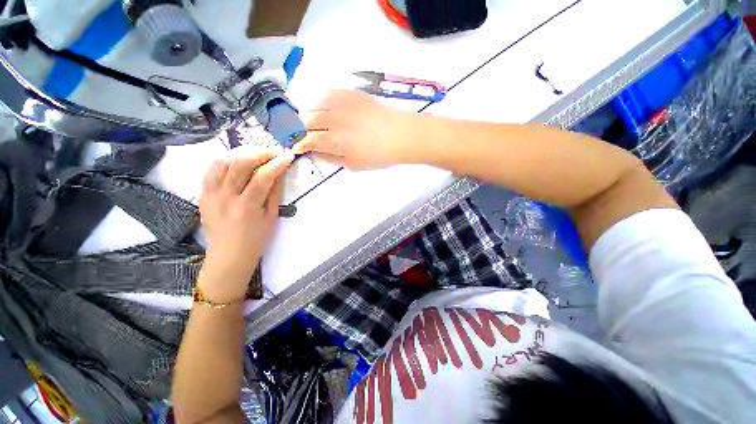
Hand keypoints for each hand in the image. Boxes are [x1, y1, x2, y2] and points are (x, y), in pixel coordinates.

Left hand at [198, 149, 293, 301]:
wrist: (228, 256)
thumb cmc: (255, 240)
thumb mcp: (272, 218)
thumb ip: (275, 192)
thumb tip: (280, 172)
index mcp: (246, 207)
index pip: (263, 177)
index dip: (277, 163)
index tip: (288, 156)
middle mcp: (225, 197)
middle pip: (240, 163)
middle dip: (260, 153)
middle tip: (274, 153)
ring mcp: (210, 194)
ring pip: (223, 161)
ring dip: (242, 153)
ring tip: (257, 155)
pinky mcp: (202, 193)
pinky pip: (211, 169)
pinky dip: (226, 160)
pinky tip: (238, 161)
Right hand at [293, 89, 417, 168]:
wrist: (401, 134)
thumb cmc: (379, 155)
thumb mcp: (354, 164)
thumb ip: (331, 158)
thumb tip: (314, 152)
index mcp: (335, 140)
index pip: (307, 140)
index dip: (299, 144)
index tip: (298, 147)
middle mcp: (333, 119)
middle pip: (306, 120)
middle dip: (302, 129)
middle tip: (307, 134)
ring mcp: (341, 103)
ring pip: (313, 103)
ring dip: (309, 113)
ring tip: (315, 121)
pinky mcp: (350, 92)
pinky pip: (327, 92)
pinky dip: (322, 100)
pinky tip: (327, 107)